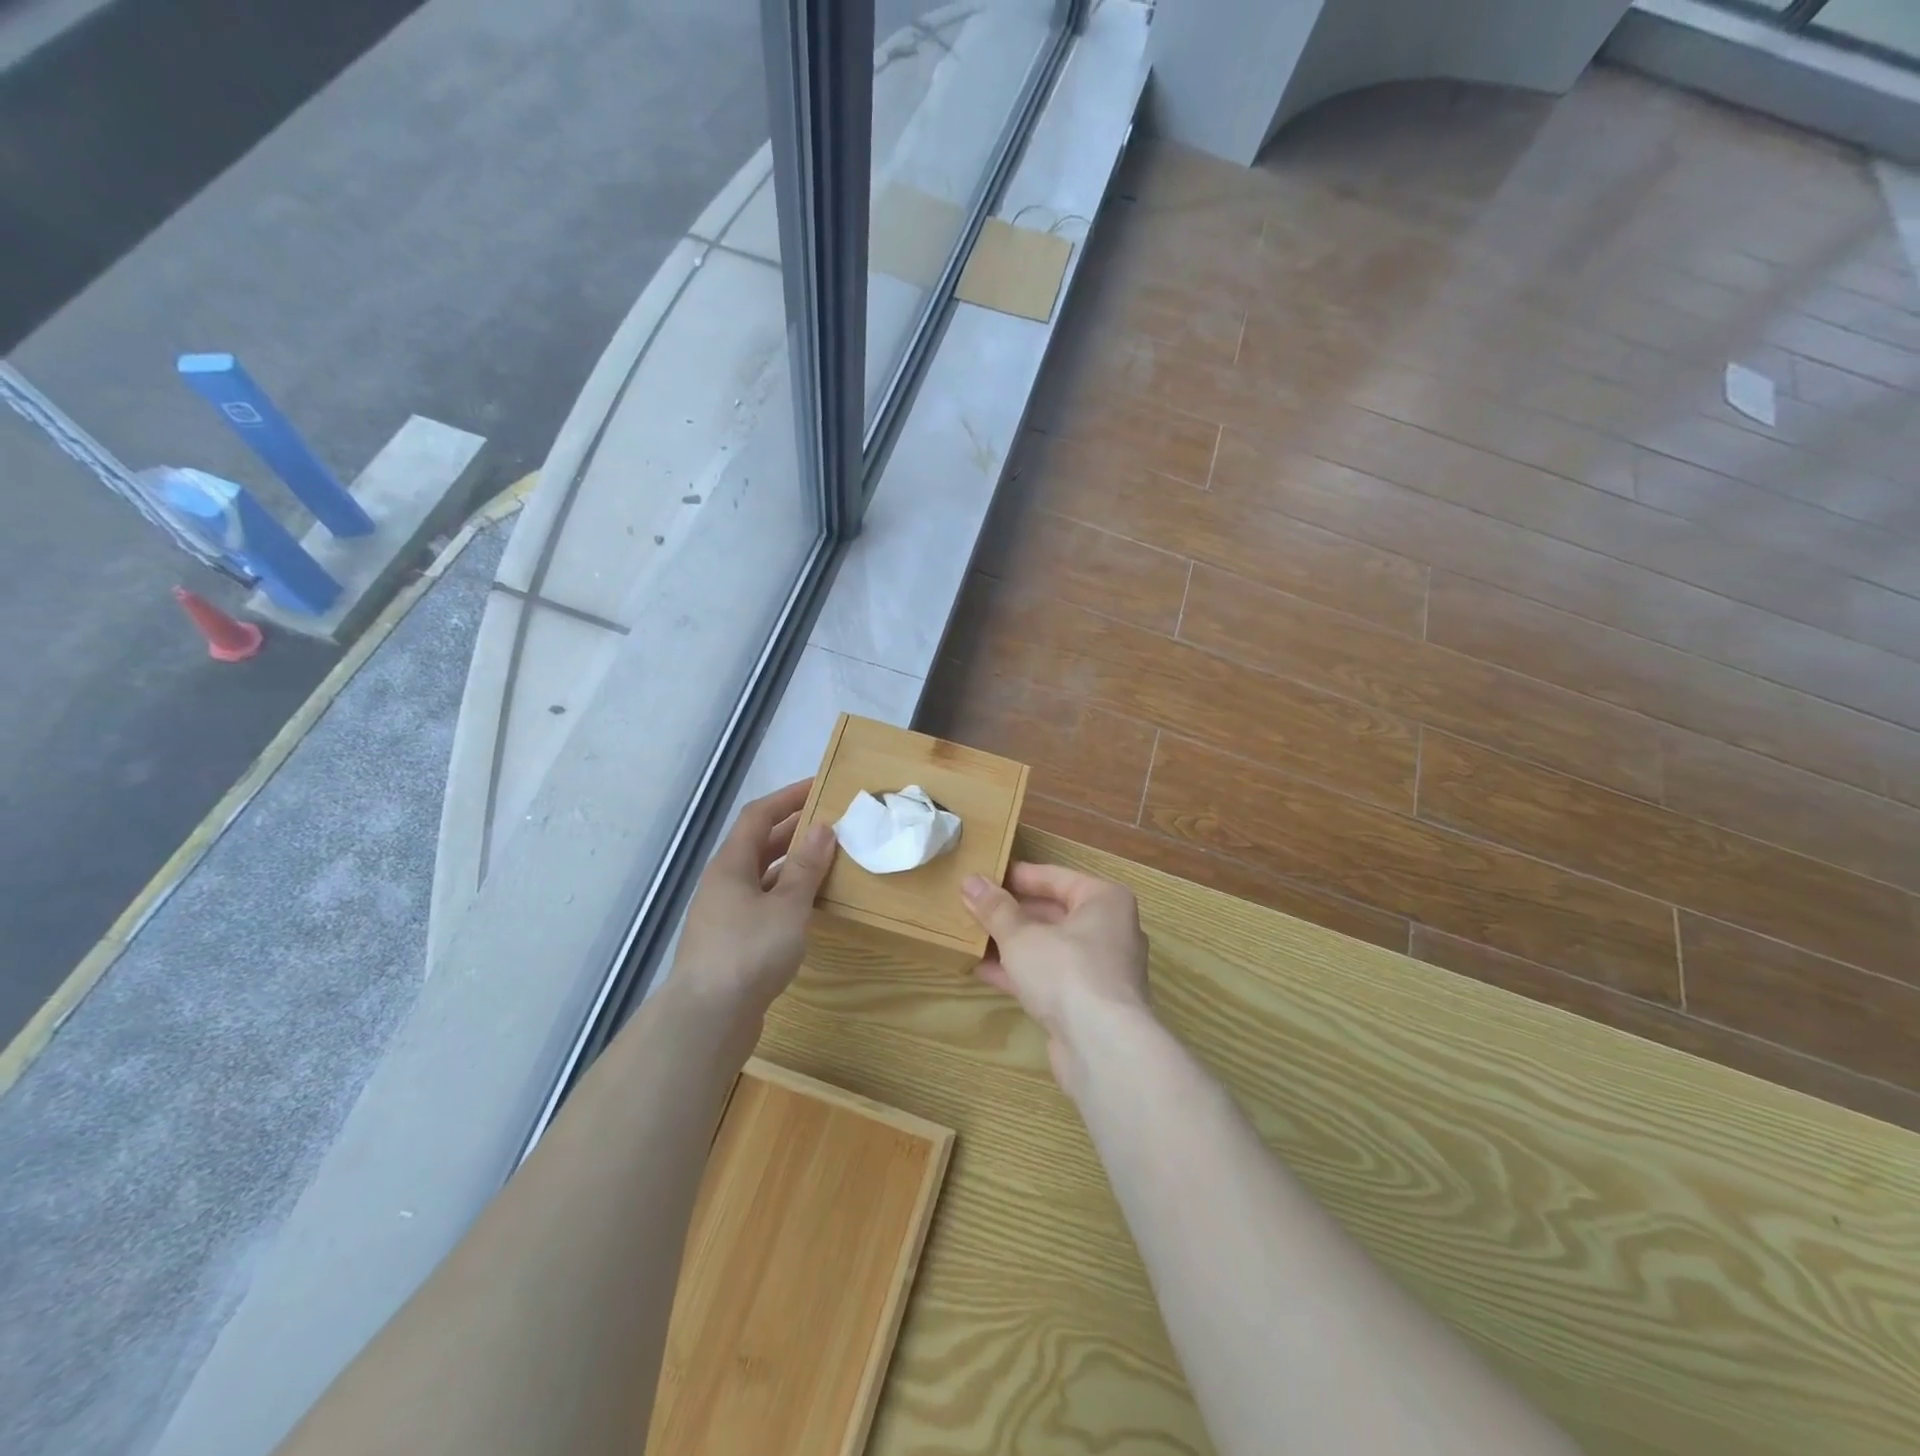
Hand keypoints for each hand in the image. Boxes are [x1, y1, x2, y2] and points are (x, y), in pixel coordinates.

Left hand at [672, 780, 836, 1020]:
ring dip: (790, 867)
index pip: (758, 816)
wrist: (707, 1020)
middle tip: (830, 824)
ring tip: (826, 863)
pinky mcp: (730, 945)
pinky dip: (786, 898)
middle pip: (758, 845)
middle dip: (792, 831)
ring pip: (761, 878)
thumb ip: (806, 867)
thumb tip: (823, 828)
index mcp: (730, 865)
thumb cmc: (749, 952)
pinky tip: (808, 910)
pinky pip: (762, 906)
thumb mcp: (787, 906)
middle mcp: (722, 884)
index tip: (818, 787)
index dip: (788, 798)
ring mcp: (723, 916)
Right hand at [962, 863, 1151, 1089]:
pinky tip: (984, 970)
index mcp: (1104, 901)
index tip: (984, 876)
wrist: (1102, 1047)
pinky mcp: (1090, 1004)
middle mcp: (1110, 930)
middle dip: (1013, 912)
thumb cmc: (1066, 971)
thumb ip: (995, 909)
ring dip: (1013, 943)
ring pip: (1051, 947)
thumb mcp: (1021, 935)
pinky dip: (1022, 972)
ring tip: (973, 935)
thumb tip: (970, 881)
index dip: (1018, 876)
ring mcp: (1102, 970)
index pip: (1055, 877)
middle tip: (974, 907)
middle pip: (1054, 912)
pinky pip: (1051, 977)